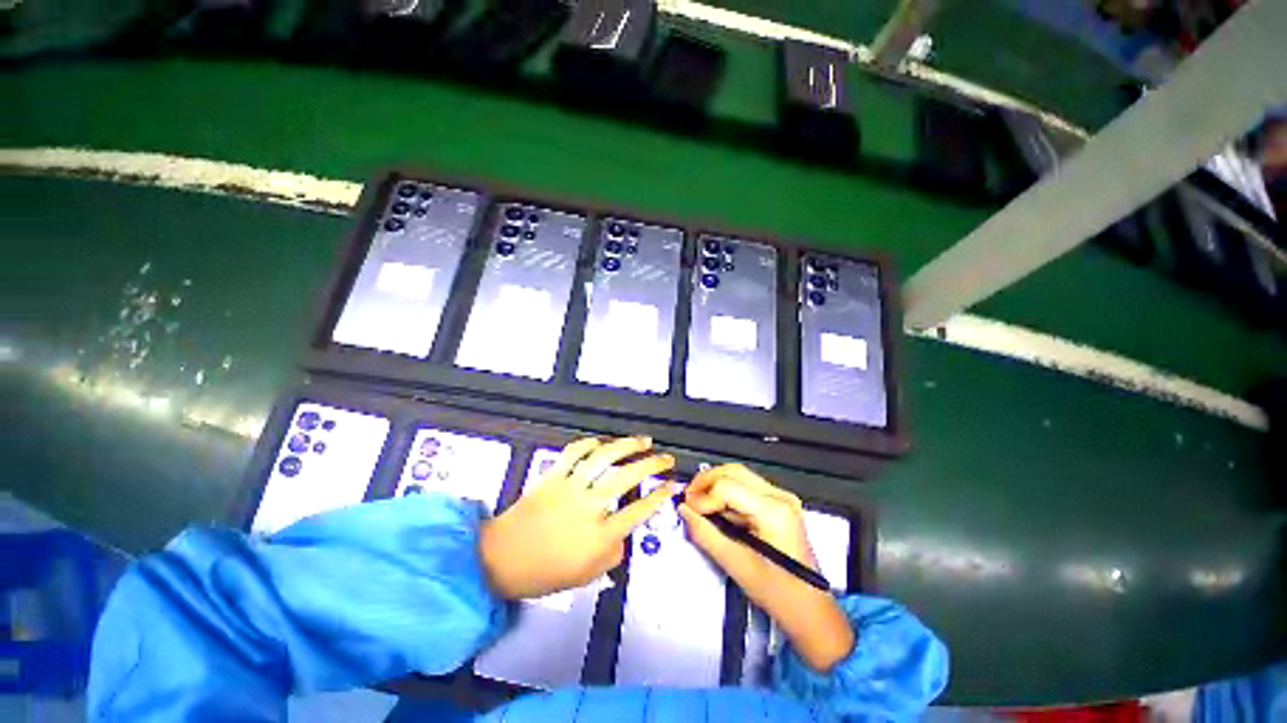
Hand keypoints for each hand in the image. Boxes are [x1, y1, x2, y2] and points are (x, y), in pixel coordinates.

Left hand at [480, 436, 678, 600]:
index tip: (671, 485)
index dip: (659, 496)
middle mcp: (589, 506)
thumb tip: (624, 534)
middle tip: (665, 458)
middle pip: (627, 477)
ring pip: (604, 458)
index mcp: (599, 535)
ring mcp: (570, 487)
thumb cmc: (544, 572)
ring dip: (627, 446)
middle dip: (652, 464)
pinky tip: (603, 442)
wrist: (501, 559)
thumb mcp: (586, 575)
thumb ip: (612, 554)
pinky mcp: (553, 476)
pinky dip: (590, 443)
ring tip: (643, 441)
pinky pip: (575, 452)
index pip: (638, 510)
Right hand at [678, 464, 854, 671]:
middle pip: (733, 471)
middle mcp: (780, 497)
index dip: (703, 497)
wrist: (811, 609)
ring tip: (700, 504)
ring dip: (715, 485)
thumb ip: (706, 534)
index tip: (689, 511)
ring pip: (739, 474)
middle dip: (706, 481)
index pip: (727, 487)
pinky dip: (727, 492)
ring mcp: (783, 498)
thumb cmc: (779, 593)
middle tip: (689, 499)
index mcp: (774, 511)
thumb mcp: (737, 565)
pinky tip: (717, 508)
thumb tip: (685, 511)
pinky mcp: (780, 503)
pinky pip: (747, 486)